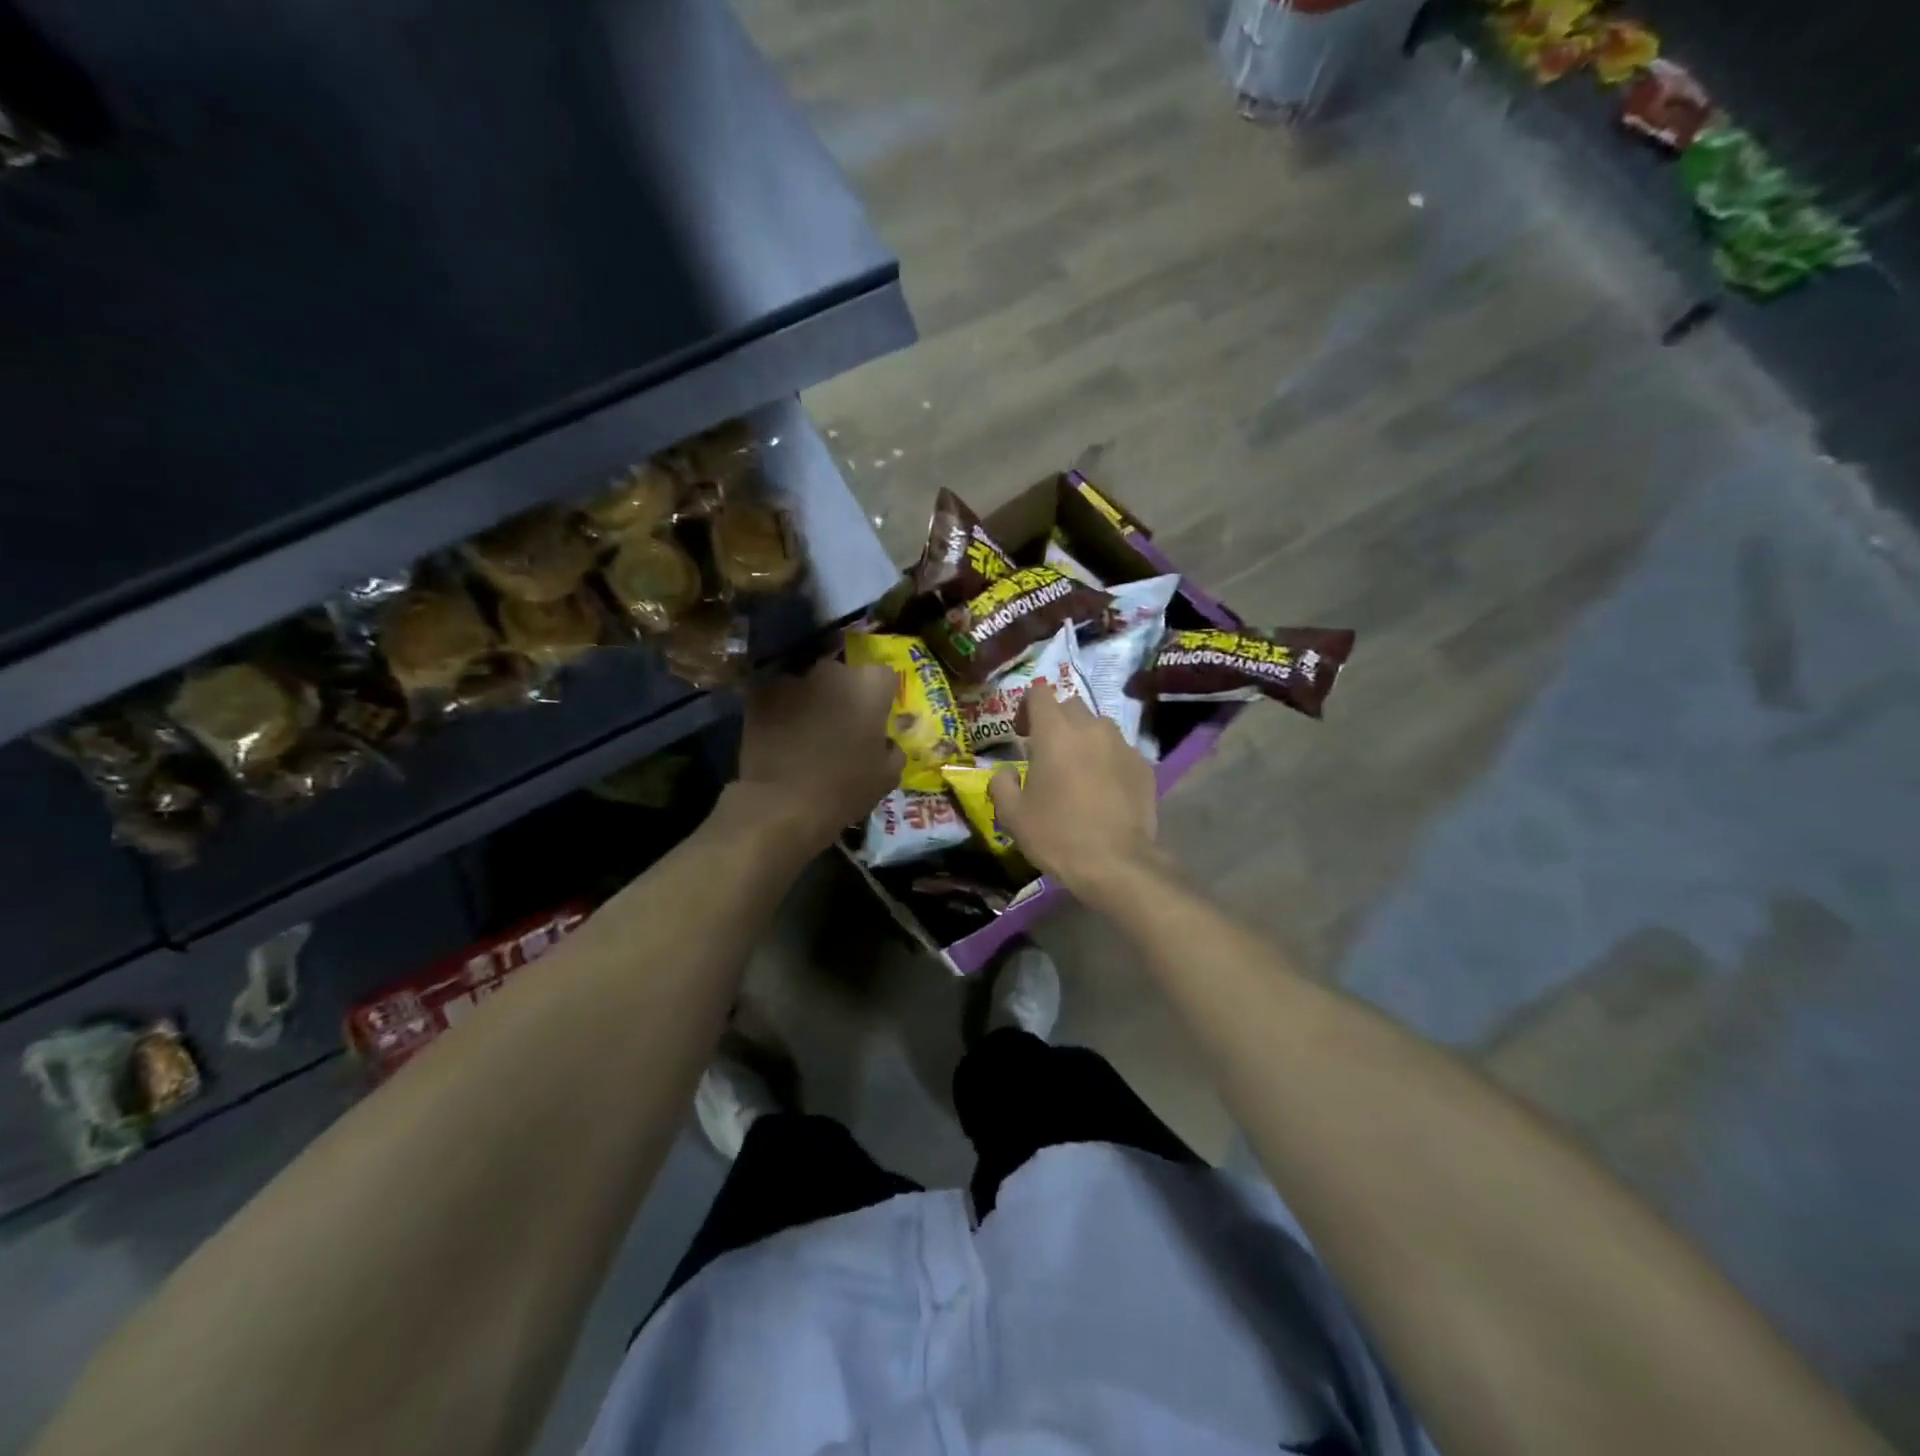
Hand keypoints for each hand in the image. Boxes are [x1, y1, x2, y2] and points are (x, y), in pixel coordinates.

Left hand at [734, 658, 902, 849]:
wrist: (782, 804)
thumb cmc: (844, 790)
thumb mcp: (887, 776)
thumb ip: (892, 749)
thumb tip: (884, 741)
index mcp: (870, 686)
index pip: (884, 677)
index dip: (880, 697)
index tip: (875, 718)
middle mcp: (833, 670)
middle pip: (843, 674)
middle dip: (843, 693)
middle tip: (839, 724)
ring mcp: (793, 678)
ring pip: (808, 682)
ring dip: (811, 699)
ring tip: (806, 731)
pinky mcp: (760, 692)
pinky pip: (778, 694)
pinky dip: (781, 708)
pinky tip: (780, 734)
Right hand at [989, 692, 1164, 906]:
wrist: (1117, 863)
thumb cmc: (1057, 835)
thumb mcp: (1013, 816)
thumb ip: (1002, 785)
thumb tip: (1006, 772)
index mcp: (1055, 733)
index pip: (1039, 694)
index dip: (1027, 707)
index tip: (1022, 733)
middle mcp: (1091, 728)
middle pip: (1071, 706)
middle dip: (1056, 722)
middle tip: (1047, 754)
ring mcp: (1122, 745)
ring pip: (1099, 727)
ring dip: (1084, 740)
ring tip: (1078, 771)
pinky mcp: (1143, 766)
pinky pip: (1120, 751)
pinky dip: (1108, 760)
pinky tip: (1103, 790)